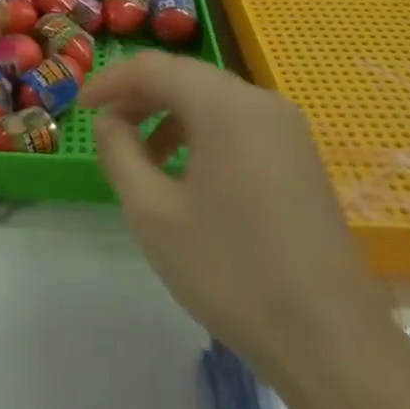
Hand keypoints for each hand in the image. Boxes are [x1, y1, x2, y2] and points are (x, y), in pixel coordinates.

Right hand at [82, 51, 401, 407]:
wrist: (329, 340)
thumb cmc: (230, 272)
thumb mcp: (152, 212)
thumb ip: (119, 152)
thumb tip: (110, 121)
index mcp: (226, 107)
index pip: (154, 68)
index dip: (109, 81)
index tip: (79, 108)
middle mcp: (261, 102)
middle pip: (185, 77)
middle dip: (138, 96)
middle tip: (104, 128)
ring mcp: (287, 128)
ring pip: (212, 99)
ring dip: (168, 114)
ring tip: (141, 156)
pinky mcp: (299, 155)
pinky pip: (237, 123)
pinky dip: (200, 131)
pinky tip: (185, 172)